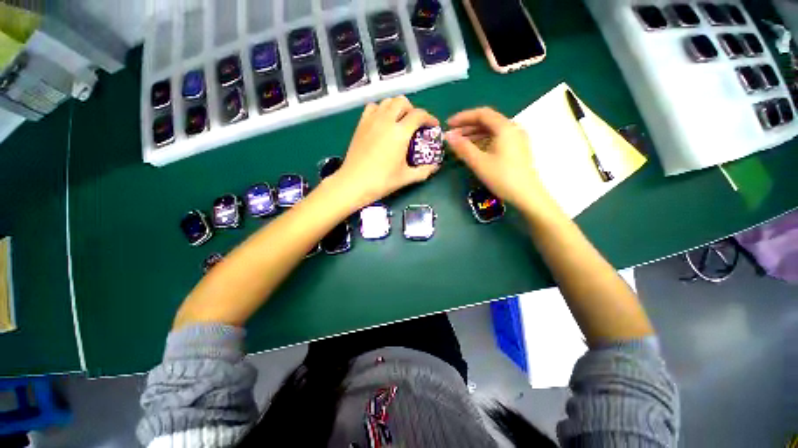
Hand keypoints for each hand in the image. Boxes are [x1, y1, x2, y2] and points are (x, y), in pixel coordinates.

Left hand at [333, 96, 439, 206]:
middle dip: (413, 110)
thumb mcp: (406, 178)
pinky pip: (373, 107)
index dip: (429, 118)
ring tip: (400, 122)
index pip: (418, 115)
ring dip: (397, 108)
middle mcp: (386, 120)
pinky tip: (383, 123)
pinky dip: (381, 110)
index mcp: (400, 133)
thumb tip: (435, 166)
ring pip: (387, 101)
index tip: (433, 126)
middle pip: (402, 102)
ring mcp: (371, 120)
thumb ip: (424, 171)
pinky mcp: (360, 124)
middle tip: (415, 125)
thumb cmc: (381, 181)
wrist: (354, 183)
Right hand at [446, 107, 553, 213]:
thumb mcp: (479, 162)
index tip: (448, 125)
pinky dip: (482, 142)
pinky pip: (496, 139)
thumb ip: (462, 147)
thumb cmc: (502, 177)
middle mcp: (512, 129)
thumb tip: (447, 136)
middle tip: (452, 136)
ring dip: (474, 135)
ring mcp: (515, 139)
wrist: (526, 195)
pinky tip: (473, 150)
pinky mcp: (516, 149)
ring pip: (491, 131)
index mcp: (505, 127)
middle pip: (487, 121)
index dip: (463, 117)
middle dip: (467, 127)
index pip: (481, 114)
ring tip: (459, 144)